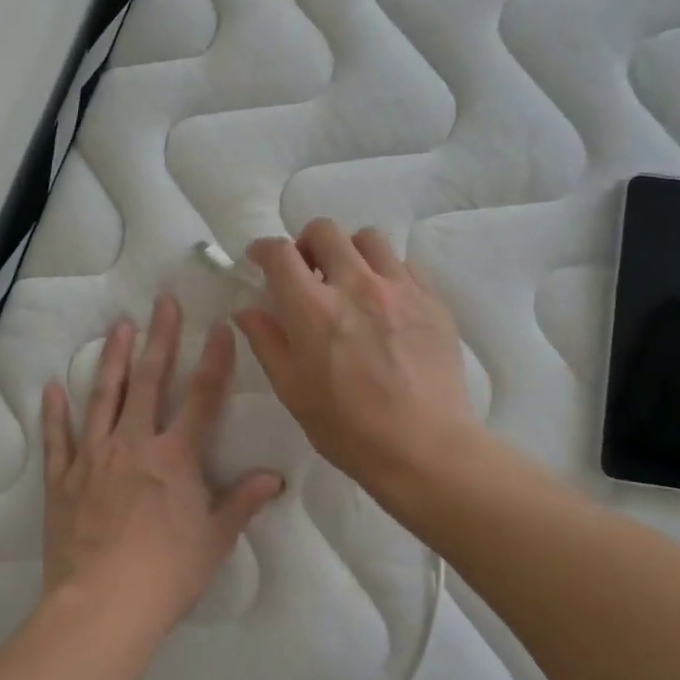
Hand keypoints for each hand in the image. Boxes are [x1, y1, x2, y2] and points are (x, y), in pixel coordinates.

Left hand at [40, 295, 284, 649]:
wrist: (102, 606)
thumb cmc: (166, 575)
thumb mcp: (214, 540)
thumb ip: (242, 503)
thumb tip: (274, 479)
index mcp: (175, 457)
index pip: (202, 397)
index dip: (214, 359)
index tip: (220, 326)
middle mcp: (133, 445)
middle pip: (148, 382)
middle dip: (158, 340)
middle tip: (161, 303)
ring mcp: (93, 458)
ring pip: (102, 397)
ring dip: (112, 360)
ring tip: (118, 328)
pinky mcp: (62, 479)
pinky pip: (58, 439)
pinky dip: (54, 413)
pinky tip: (52, 388)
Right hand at [235, 219, 477, 498]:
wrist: (424, 448)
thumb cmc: (347, 428)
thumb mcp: (292, 390)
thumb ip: (266, 341)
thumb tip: (247, 309)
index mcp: (313, 309)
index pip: (280, 253)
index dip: (263, 249)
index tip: (260, 259)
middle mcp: (356, 285)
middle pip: (325, 231)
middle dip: (306, 244)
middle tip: (306, 272)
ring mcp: (400, 289)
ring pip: (369, 239)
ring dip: (349, 251)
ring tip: (349, 281)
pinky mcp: (432, 300)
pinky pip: (404, 264)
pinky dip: (385, 271)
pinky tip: (384, 302)